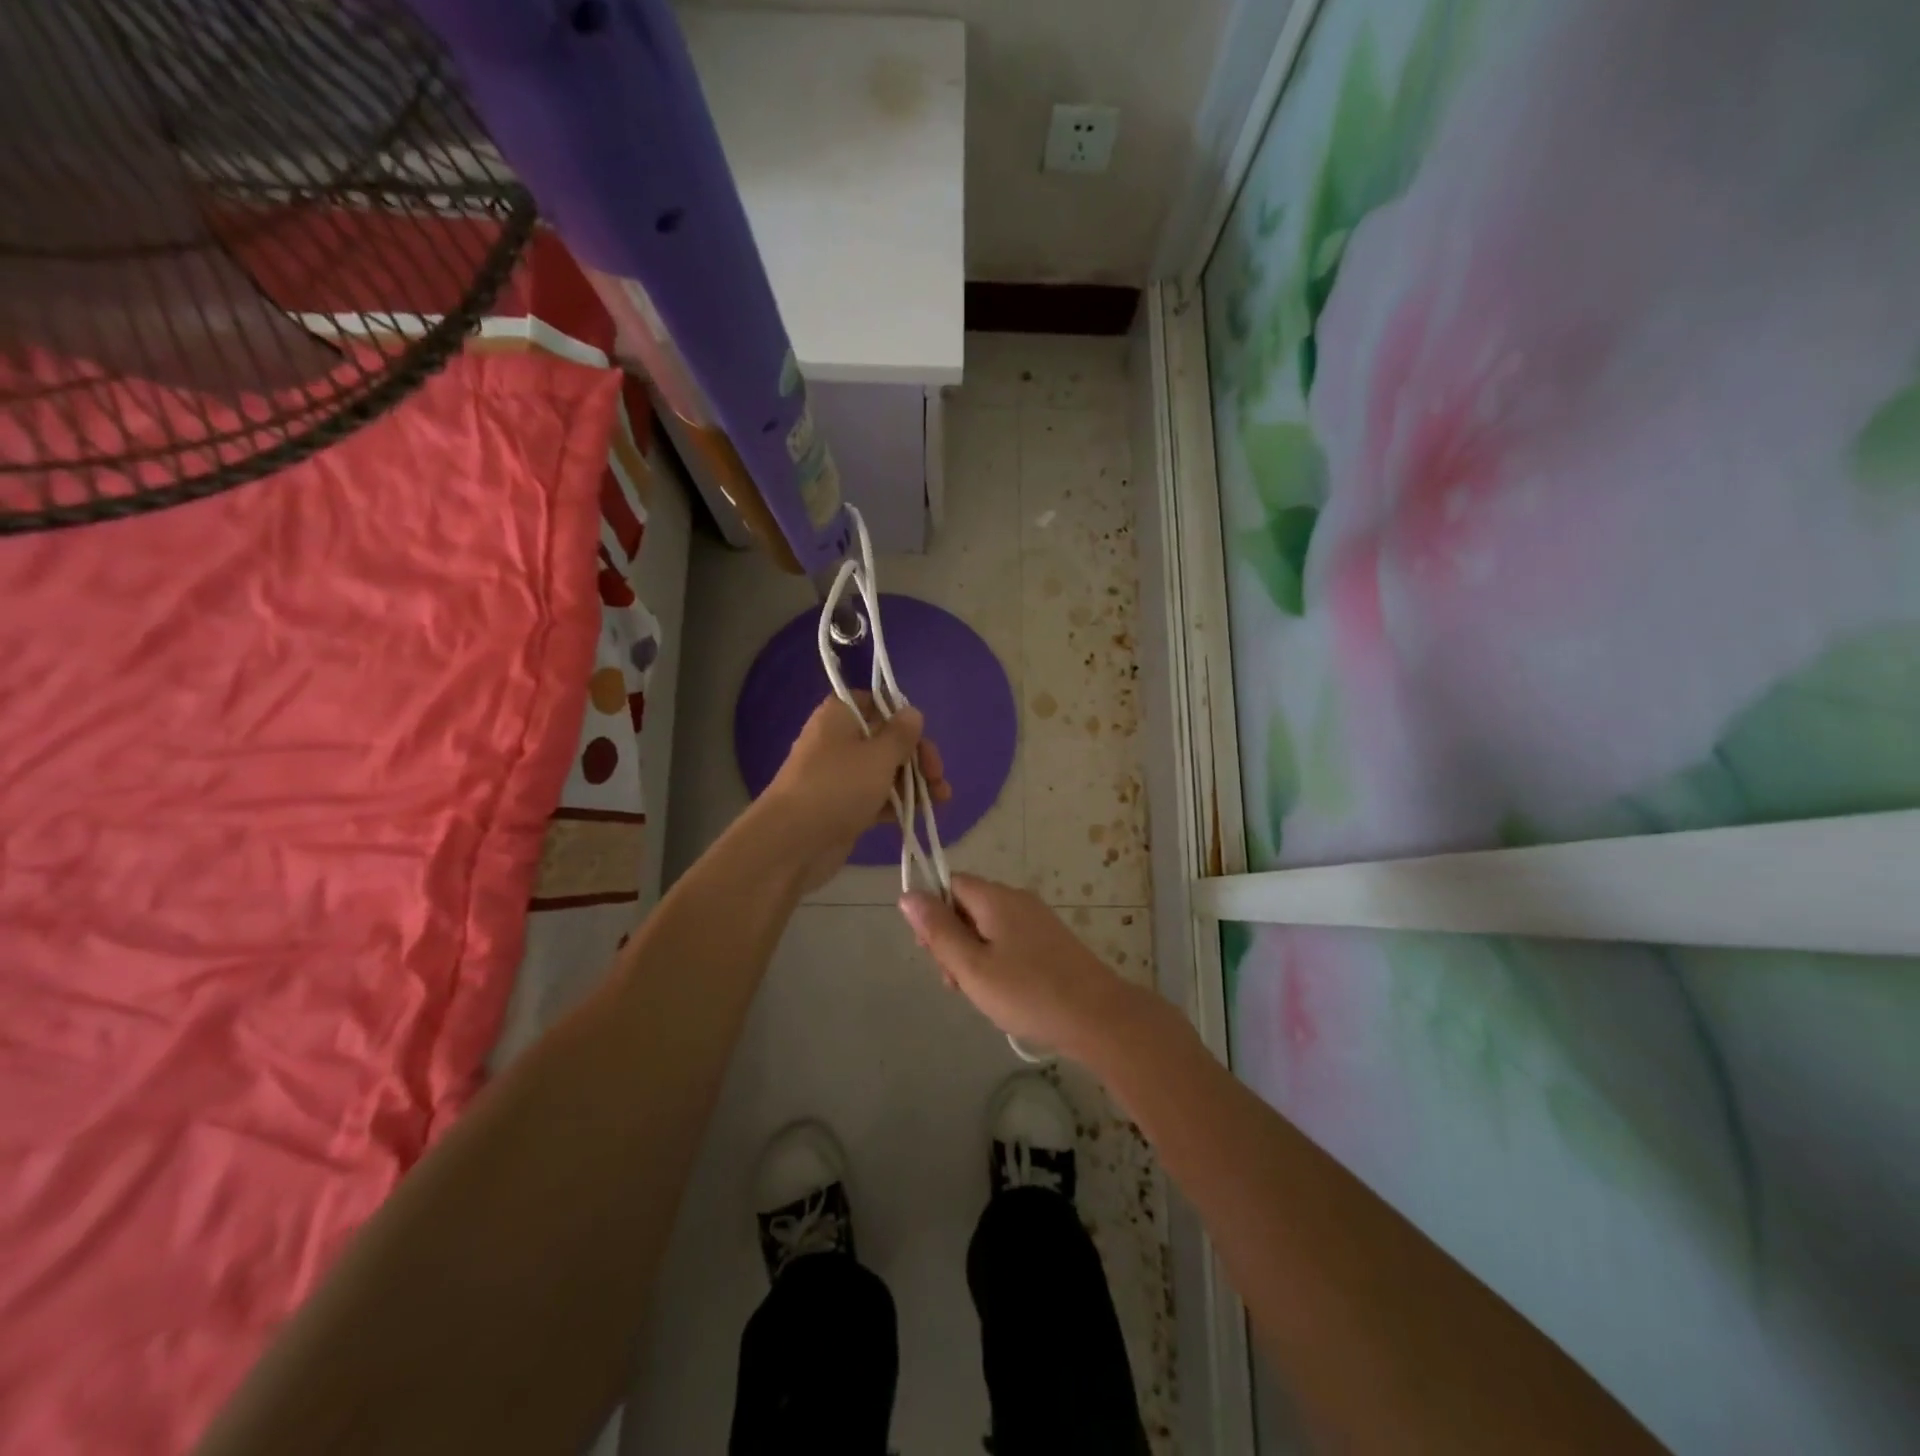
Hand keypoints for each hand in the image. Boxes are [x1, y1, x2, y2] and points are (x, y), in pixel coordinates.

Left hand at [758, 693, 949, 890]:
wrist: (792, 843)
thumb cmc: (837, 788)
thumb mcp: (878, 756)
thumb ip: (901, 734)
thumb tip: (912, 713)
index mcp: (840, 716)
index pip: (877, 703)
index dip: (903, 718)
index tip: (922, 737)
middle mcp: (839, 740)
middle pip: (887, 739)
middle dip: (917, 756)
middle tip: (937, 776)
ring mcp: (841, 776)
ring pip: (885, 771)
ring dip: (914, 782)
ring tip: (941, 800)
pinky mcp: (844, 806)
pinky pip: (878, 797)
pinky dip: (899, 803)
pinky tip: (923, 813)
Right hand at [898, 875, 1143, 1062]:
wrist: (1097, 1017)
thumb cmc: (1027, 992)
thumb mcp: (972, 966)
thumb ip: (938, 930)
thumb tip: (908, 894)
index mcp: (995, 897)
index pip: (950, 884)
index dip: (933, 912)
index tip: (932, 952)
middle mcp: (1017, 899)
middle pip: (968, 906)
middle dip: (953, 940)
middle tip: (957, 982)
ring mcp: (1037, 919)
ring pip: (988, 927)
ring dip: (974, 956)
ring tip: (981, 995)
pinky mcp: (1050, 941)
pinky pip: (1010, 940)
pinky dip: (997, 962)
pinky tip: (1004, 993)